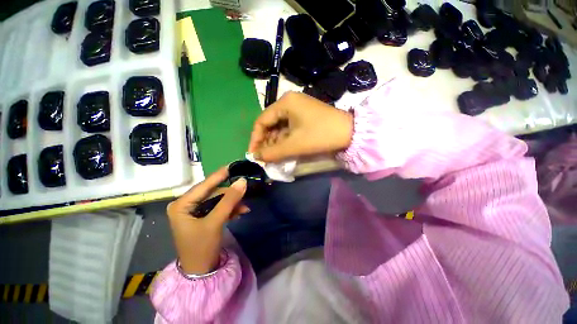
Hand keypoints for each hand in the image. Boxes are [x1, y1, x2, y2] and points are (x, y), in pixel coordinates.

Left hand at [167, 167, 247, 274]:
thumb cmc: (201, 247)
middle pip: (213, 193)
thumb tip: (242, 181)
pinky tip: (241, 211)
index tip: (233, 165)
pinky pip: (219, 207)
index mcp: (182, 204)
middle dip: (230, 194)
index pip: (204, 185)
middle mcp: (187, 205)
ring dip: (232, 203)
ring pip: (218, 200)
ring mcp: (195, 211)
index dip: (220, 175)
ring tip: (245, 207)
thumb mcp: (215, 222)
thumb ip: (229, 200)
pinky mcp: (204, 217)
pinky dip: (230, 209)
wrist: (200, 272)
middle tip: (245, 190)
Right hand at [249, 92, 353, 161]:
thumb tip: (255, 157)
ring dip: (275, 142)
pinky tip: (284, 149)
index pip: (261, 121)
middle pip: (270, 123)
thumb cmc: (320, 135)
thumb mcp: (294, 145)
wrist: (350, 132)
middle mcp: (289, 102)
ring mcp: (298, 109)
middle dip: (266, 142)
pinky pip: (289, 128)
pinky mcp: (305, 116)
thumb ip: (272, 152)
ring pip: (279, 127)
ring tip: (273, 156)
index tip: (253, 154)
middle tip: (265, 157)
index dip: (255, 138)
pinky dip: (285, 139)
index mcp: (285, 103)